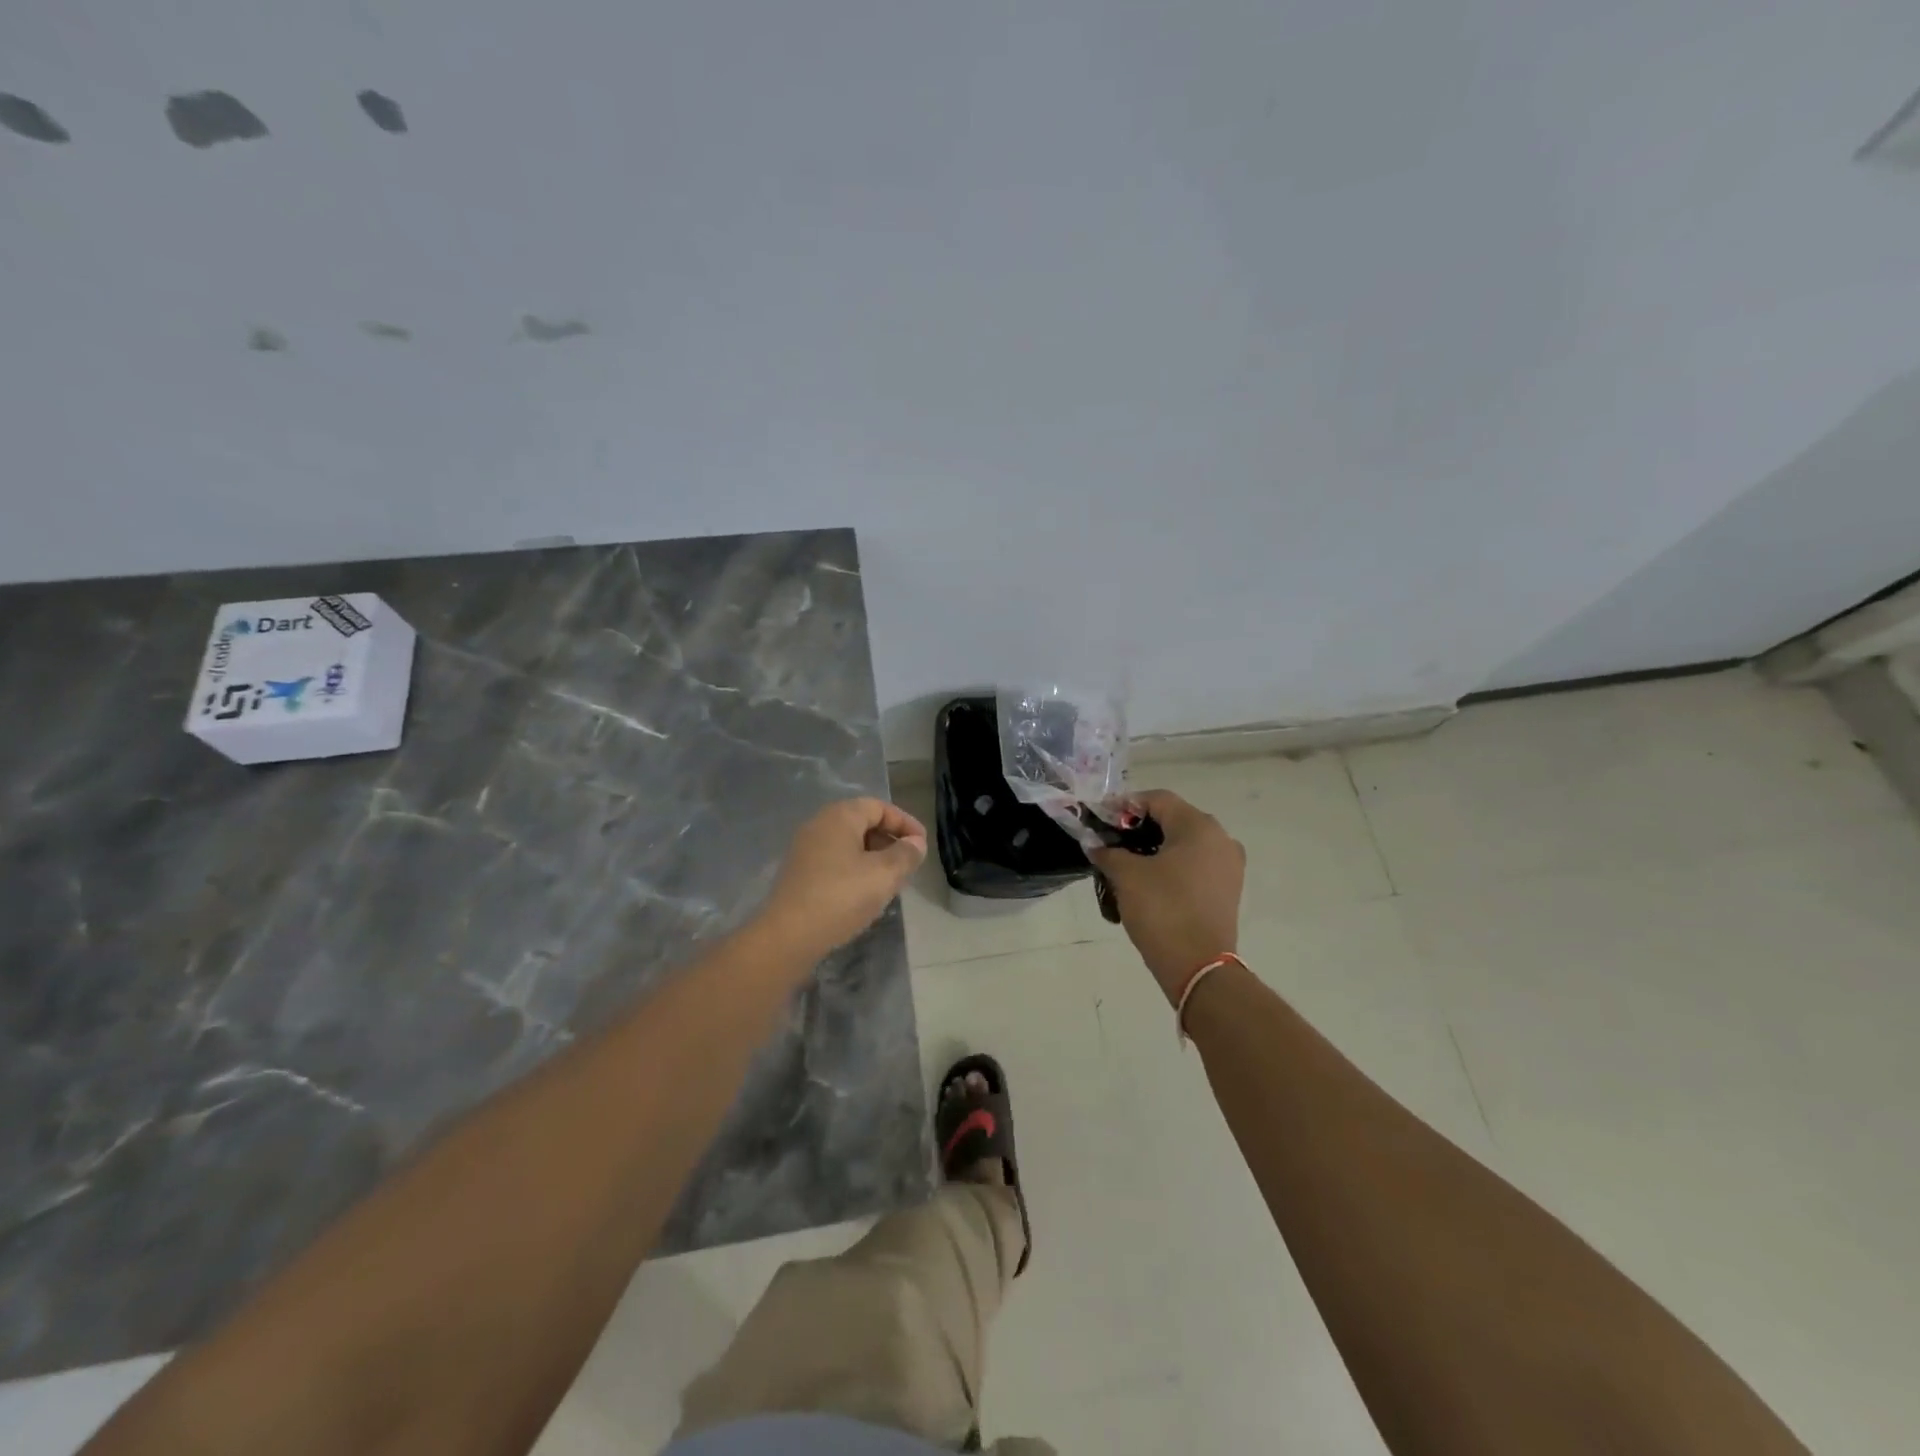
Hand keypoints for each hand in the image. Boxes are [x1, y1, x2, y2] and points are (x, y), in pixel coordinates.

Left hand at [758, 797, 927, 962]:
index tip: (922, 845)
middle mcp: (819, 825)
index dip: (905, 823)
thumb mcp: (884, 874)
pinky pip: (835, 862)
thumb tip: (915, 843)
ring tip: (891, 883)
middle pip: (862, 823)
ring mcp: (805, 850)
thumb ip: (906, 854)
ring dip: (874, 859)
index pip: (879, 807)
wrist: (788, 936)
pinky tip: (865, 895)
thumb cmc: (841, 896)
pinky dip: (855, 871)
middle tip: (909, 865)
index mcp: (840, 816)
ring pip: (849, 845)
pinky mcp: (799, 874)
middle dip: (890, 841)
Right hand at [1090, 789, 1244, 1003]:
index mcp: (1199, 826)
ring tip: (1123, 865)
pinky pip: (1194, 866)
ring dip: (1152, 849)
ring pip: (1183, 844)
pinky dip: (1169, 867)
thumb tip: (1095, 844)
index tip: (1099, 819)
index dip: (1125, 805)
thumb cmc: (1163, 910)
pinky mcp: (1227, 890)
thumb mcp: (1126, 876)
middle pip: (1172, 819)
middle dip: (1137, 828)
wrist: (1199, 967)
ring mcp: (1228, 866)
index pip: (1157, 799)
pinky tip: (1146, 884)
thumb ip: (1108, 852)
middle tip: (1109, 841)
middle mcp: (1220, 839)